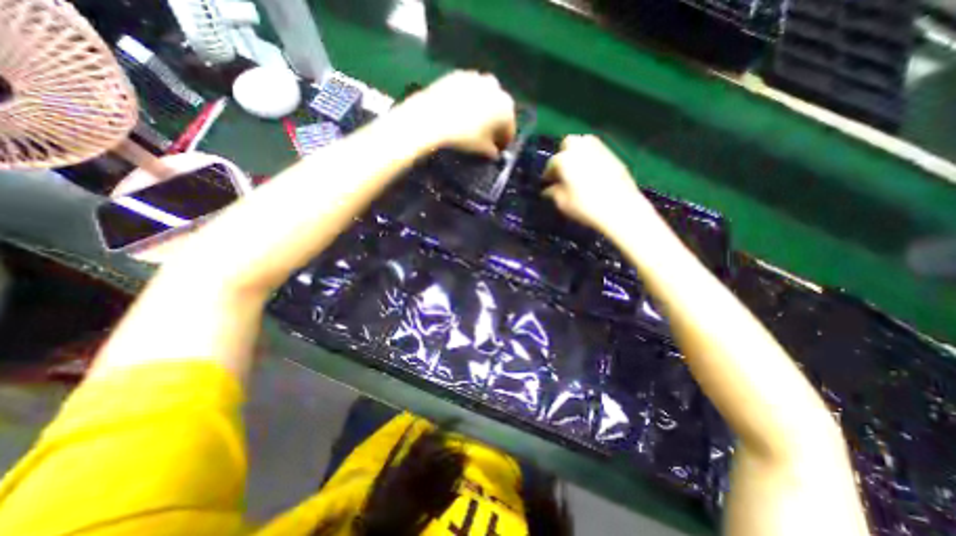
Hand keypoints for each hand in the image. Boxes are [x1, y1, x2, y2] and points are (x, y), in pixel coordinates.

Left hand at [396, 69, 514, 156]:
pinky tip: (457, 112)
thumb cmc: (463, 138)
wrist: (430, 119)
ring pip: (484, 98)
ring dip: (481, 110)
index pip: (509, 130)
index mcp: (507, 108)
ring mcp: (477, 77)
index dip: (503, 143)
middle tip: (483, 138)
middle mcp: (497, 88)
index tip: (495, 151)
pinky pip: (468, 91)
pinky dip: (466, 101)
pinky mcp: (458, 74)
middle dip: (493, 124)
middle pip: (498, 111)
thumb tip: (493, 152)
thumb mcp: (483, 151)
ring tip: (469, 125)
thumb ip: (493, 152)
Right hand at [540, 134, 654, 232]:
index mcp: (565, 160)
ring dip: (578, 153)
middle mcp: (582, 149)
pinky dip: (591, 158)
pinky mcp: (614, 157)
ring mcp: (600, 150)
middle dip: (563, 154)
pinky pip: (598, 152)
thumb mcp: (563, 203)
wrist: (620, 208)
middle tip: (562, 170)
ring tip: (576, 169)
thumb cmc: (585, 207)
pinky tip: (591, 173)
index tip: (547, 183)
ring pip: (585, 143)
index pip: (552, 163)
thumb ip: (553, 193)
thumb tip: (549, 189)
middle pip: (569, 143)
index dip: (548, 174)